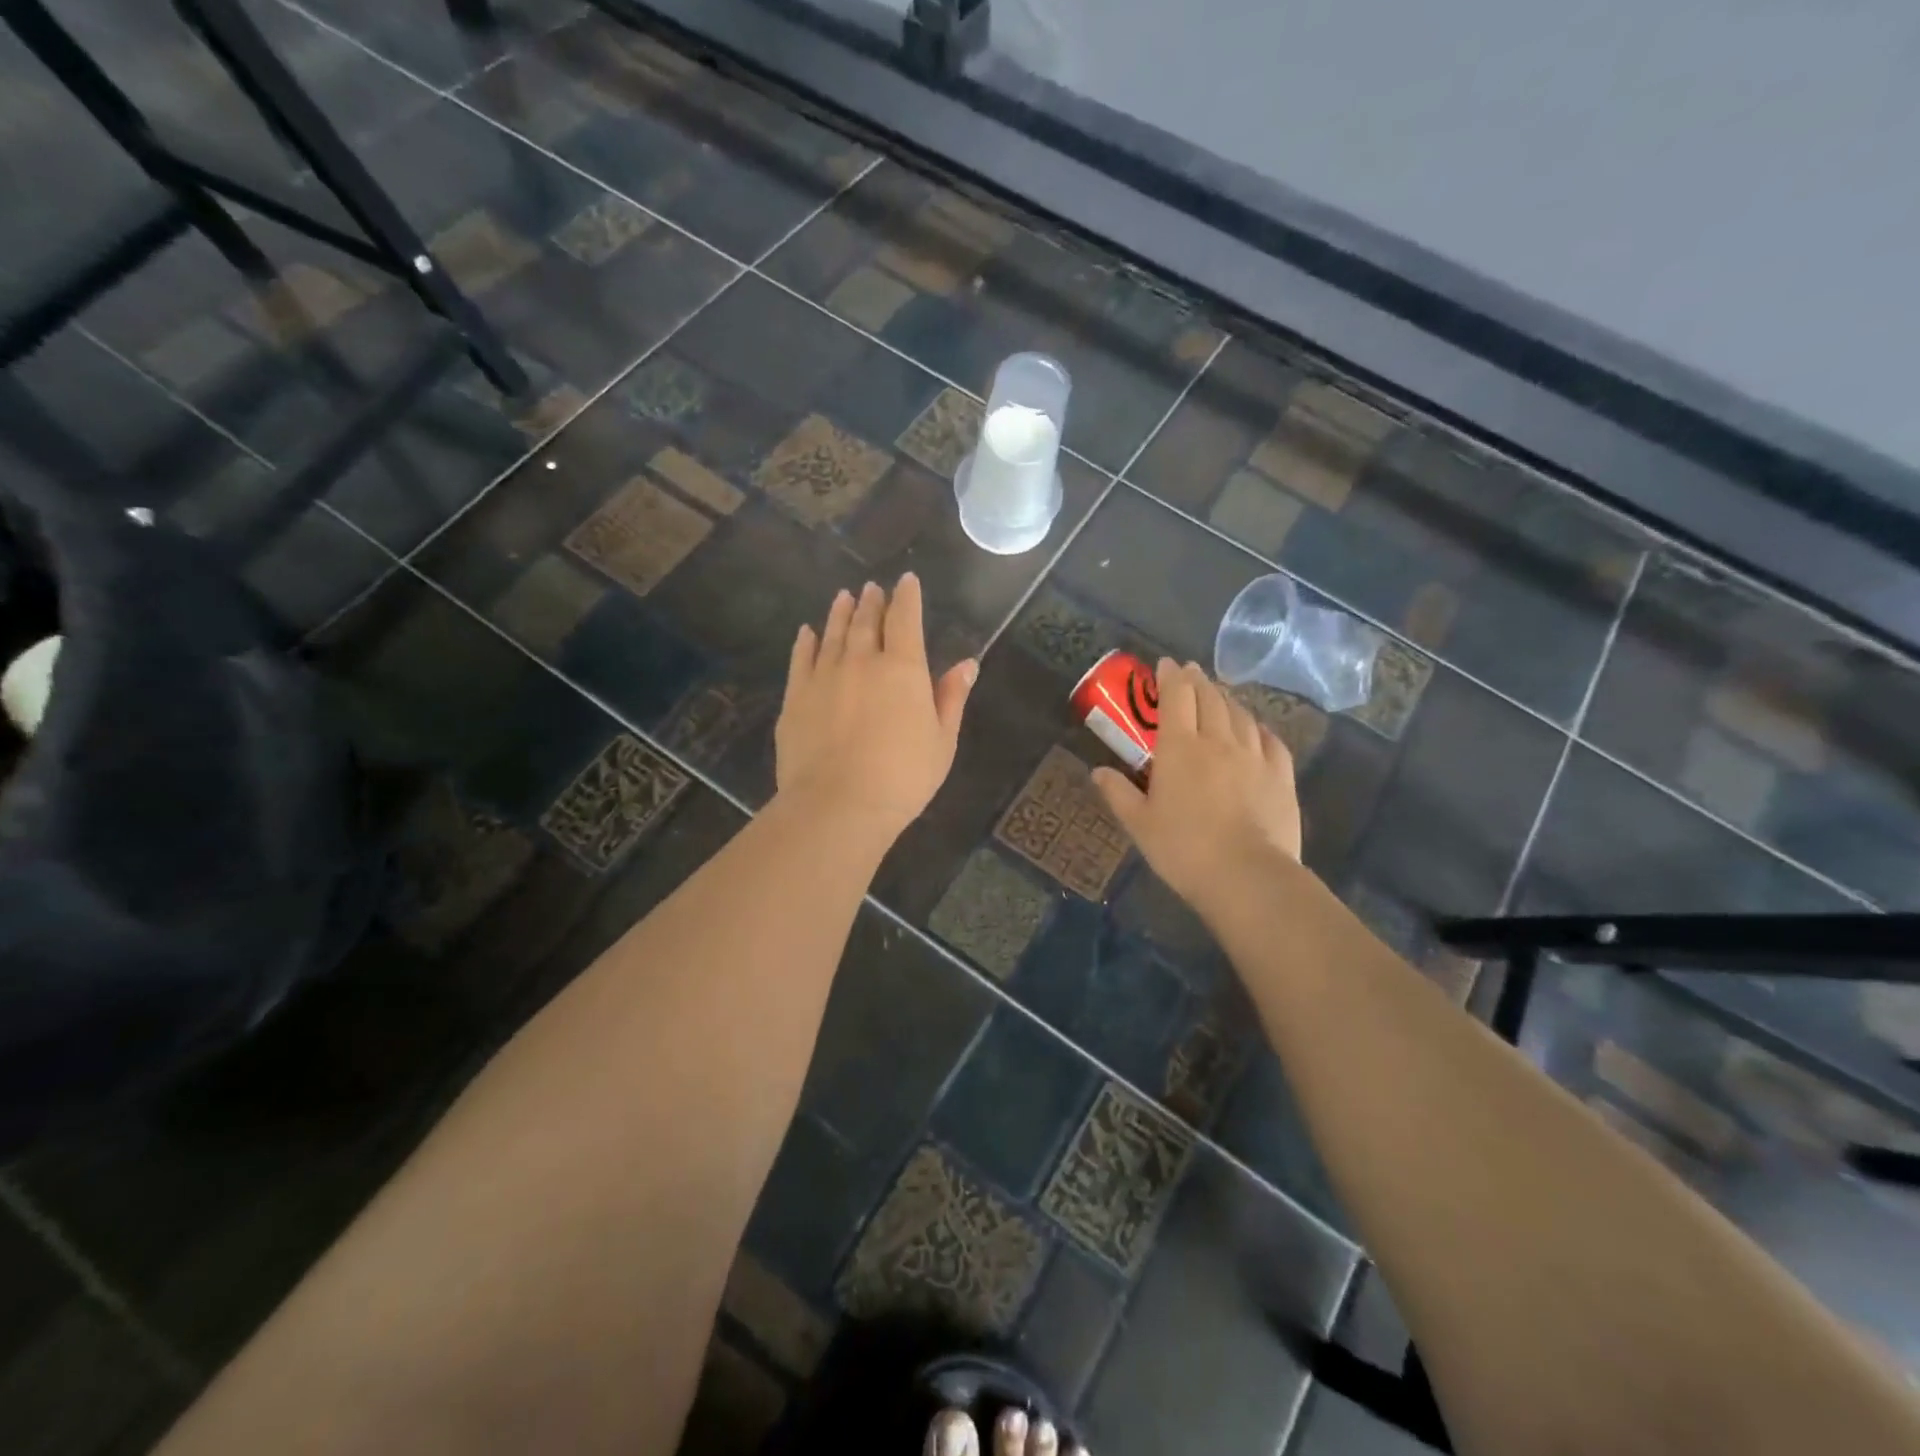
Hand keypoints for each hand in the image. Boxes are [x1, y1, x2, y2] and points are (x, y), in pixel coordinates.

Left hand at [775, 575, 976, 841]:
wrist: (838, 804)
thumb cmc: (903, 777)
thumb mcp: (941, 741)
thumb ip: (950, 698)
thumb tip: (968, 663)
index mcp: (902, 668)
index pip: (905, 619)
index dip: (907, 597)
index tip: (907, 580)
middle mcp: (861, 661)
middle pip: (866, 621)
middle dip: (872, 601)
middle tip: (872, 588)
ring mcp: (824, 676)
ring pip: (832, 634)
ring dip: (840, 613)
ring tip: (843, 597)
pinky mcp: (796, 697)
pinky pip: (801, 659)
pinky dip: (805, 642)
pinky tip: (807, 632)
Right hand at [1092, 659, 1301, 922]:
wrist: (1246, 875)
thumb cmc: (1183, 849)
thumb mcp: (1139, 824)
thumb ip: (1118, 793)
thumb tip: (1097, 771)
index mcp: (1179, 748)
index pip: (1176, 696)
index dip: (1170, 676)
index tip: (1165, 664)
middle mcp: (1218, 741)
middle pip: (1209, 697)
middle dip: (1197, 680)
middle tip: (1190, 672)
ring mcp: (1254, 756)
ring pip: (1240, 714)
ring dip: (1226, 698)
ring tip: (1218, 695)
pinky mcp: (1281, 775)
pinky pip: (1270, 739)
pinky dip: (1257, 727)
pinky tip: (1255, 729)